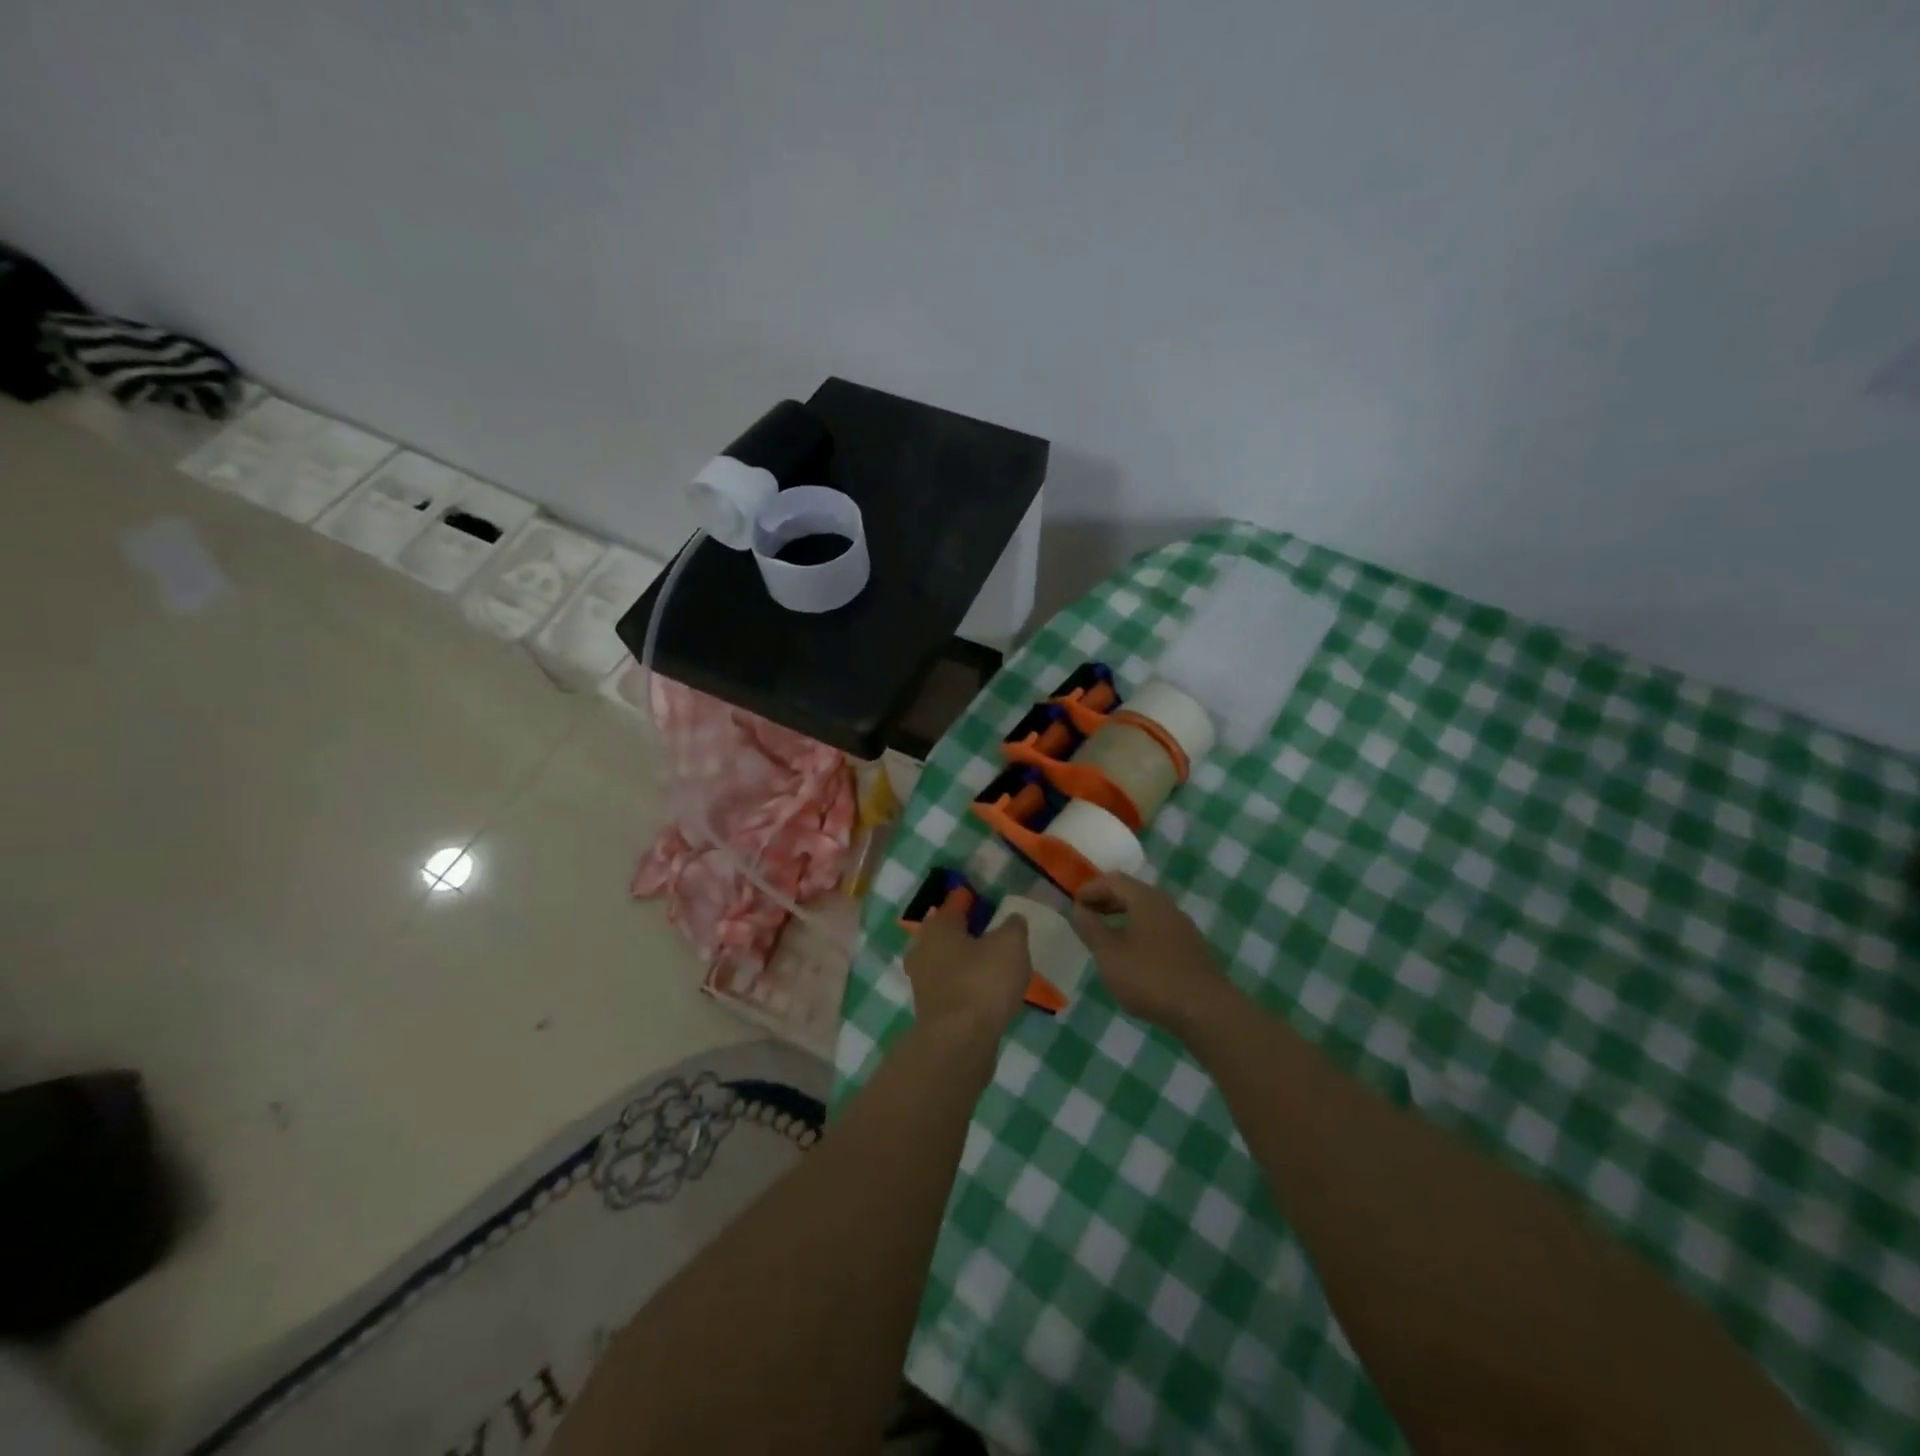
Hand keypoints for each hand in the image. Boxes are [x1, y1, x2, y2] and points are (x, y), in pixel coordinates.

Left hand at [903, 904, 1031, 1041]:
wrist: (959, 1042)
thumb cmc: (982, 982)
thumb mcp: (1010, 944)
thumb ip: (1013, 926)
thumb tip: (1011, 920)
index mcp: (938, 928)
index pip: (954, 904)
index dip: (968, 898)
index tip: (980, 896)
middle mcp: (923, 950)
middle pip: (946, 933)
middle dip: (964, 930)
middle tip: (988, 929)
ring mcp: (923, 983)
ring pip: (947, 961)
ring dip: (965, 959)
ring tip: (991, 961)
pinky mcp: (931, 1010)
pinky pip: (951, 986)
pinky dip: (966, 983)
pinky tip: (985, 990)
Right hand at [1073, 874, 1232, 1034]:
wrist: (1205, 1010)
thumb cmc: (1150, 978)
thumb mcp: (1109, 954)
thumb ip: (1090, 928)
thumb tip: (1078, 909)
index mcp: (1146, 899)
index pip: (1113, 880)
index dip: (1090, 888)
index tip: (1073, 903)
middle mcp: (1166, 905)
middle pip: (1131, 892)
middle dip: (1106, 900)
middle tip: (1086, 916)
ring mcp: (1182, 926)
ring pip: (1146, 910)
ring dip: (1122, 916)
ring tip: (1105, 936)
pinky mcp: (1190, 947)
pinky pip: (1157, 927)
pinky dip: (1138, 930)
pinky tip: (1131, 954)